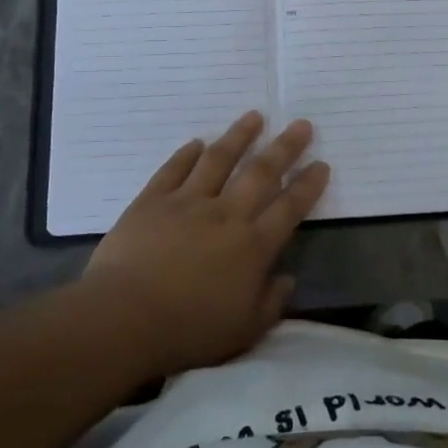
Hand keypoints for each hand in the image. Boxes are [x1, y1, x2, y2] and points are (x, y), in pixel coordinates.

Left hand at [82, 111, 329, 376]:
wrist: (125, 318)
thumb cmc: (189, 331)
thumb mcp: (244, 331)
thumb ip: (271, 303)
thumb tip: (288, 279)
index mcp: (252, 246)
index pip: (289, 208)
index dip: (308, 185)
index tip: (322, 164)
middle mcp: (226, 214)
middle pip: (261, 173)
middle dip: (285, 147)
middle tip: (301, 124)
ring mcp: (188, 202)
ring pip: (219, 160)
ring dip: (239, 136)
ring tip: (254, 116)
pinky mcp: (153, 200)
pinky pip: (174, 169)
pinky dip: (187, 154)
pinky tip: (197, 142)